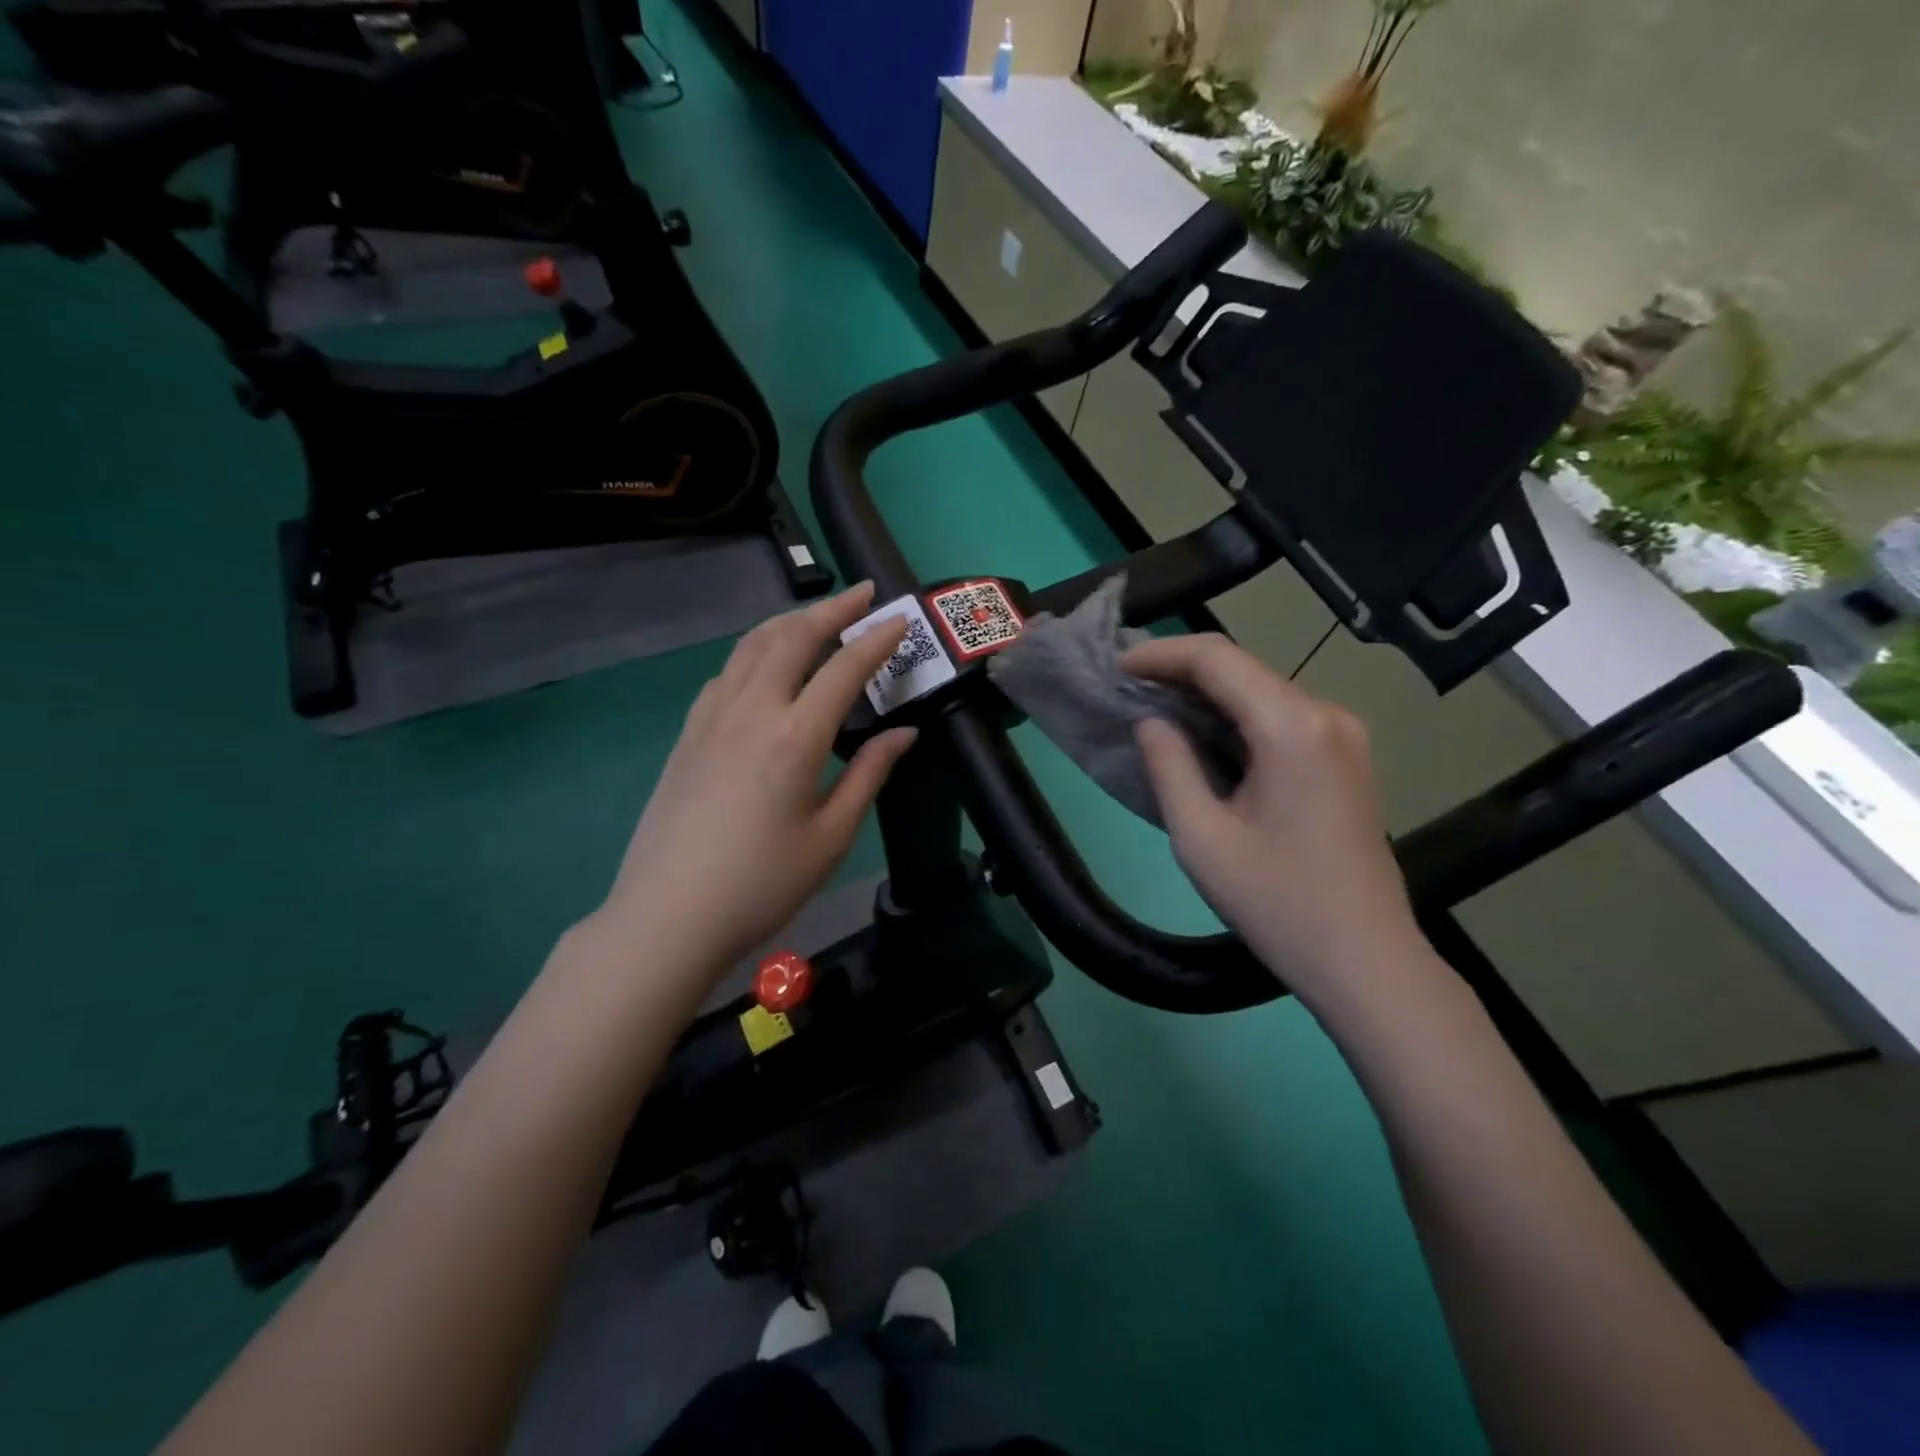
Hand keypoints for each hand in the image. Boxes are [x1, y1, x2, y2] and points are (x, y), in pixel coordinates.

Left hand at [598, 582, 915, 975]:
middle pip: (792, 637)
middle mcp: (751, 710)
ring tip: (816, 616)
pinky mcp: (688, 734)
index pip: (844, 668)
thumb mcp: (831, 836)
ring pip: (751, 646)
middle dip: (831, 608)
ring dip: (789, 621)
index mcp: (795, 736)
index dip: (876, 639)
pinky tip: (763, 665)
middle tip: (862, 593)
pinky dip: (754, 651)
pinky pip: (725, 672)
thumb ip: (869, 775)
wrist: (669, 916)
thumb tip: (904, 734)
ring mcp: (711, 718)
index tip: (900, 619)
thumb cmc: (762, 883)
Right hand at [1123, 634, 1428, 1001]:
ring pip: (1261, 691)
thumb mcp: (1201, 837)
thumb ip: (1169, 766)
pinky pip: (1281, 717)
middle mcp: (1325, 715)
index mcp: (1292, 727)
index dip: (1160, 654)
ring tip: (1153, 708)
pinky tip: (1201, 736)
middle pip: (1242, 668)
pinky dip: (1235, 717)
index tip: (1116, 667)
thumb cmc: (1277, 903)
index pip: (1217, 658)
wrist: (1365, 961)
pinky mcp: (1345, 758)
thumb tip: (1150, 721)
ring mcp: (1342, 736)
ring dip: (1207, 694)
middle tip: (1127, 688)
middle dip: (1180, 671)